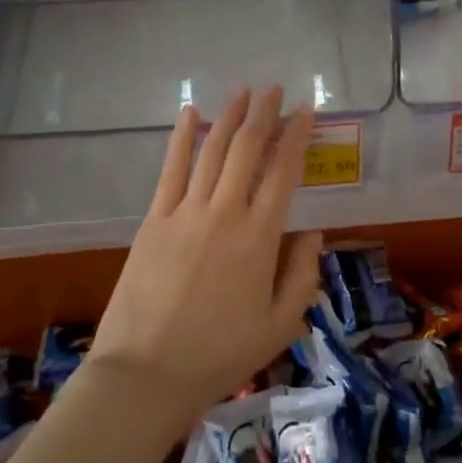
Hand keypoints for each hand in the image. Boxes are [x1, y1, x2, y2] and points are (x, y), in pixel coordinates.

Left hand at [87, 87, 322, 433]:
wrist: (147, 373)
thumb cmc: (220, 354)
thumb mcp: (281, 325)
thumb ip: (303, 274)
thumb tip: (313, 232)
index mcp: (260, 237)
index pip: (284, 172)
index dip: (297, 136)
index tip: (306, 110)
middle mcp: (225, 212)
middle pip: (247, 149)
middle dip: (263, 114)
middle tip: (273, 89)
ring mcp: (185, 212)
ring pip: (211, 150)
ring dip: (228, 116)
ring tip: (242, 92)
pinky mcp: (154, 219)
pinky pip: (171, 169)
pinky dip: (182, 138)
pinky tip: (190, 113)